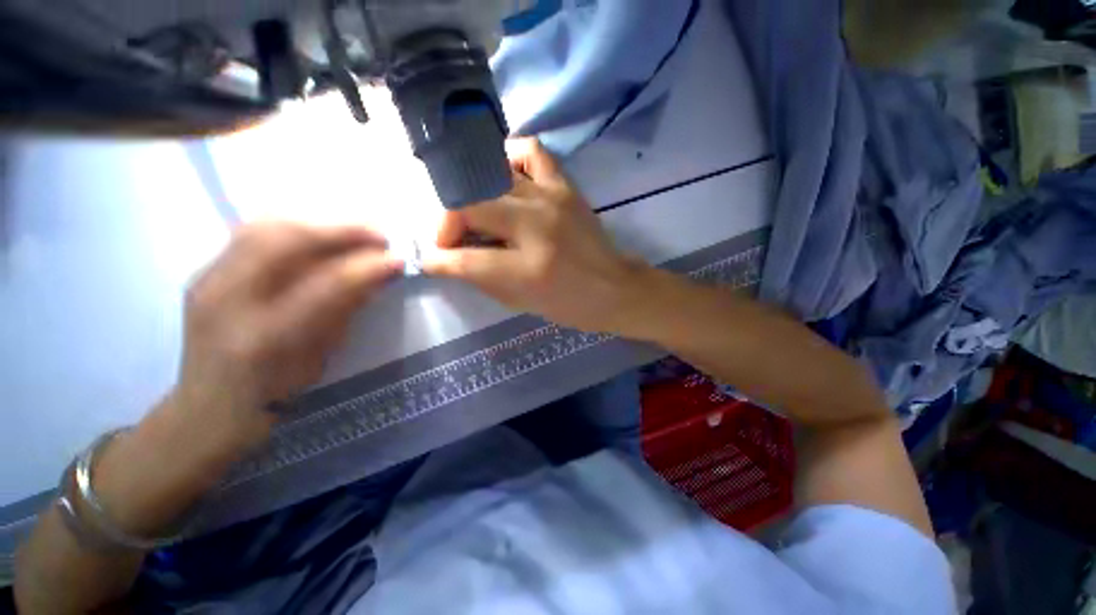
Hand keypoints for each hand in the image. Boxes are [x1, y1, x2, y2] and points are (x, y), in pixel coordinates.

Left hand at [172, 221, 402, 449]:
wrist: (209, 407)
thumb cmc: (273, 394)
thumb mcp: (321, 357)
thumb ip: (347, 310)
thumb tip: (379, 275)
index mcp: (265, 336)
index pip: (326, 284)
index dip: (368, 267)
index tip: (399, 259)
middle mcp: (227, 300)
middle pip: (284, 240)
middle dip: (340, 230)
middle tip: (379, 235)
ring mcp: (207, 281)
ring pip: (263, 226)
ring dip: (316, 223)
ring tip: (353, 231)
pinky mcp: (203, 272)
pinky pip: (250, 233)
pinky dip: (291, 227)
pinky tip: (316, 236)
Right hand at [423, 139, 647, 332]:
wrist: (615, 289)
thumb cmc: (569, 304)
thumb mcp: (520, 302)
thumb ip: (480, 277)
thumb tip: (446, 260)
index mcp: (529, 269)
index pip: (465, 258)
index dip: (439, 258)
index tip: (430, 259)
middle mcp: (537, 226)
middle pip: (471, 208)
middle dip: (447, 224)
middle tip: (450, 238)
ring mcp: (552, 198)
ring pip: (492, 176)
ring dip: (472, 193)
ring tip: (474, 209)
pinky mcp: (566, 186)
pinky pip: (530, 153)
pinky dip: (508, 159)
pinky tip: (504, 179)